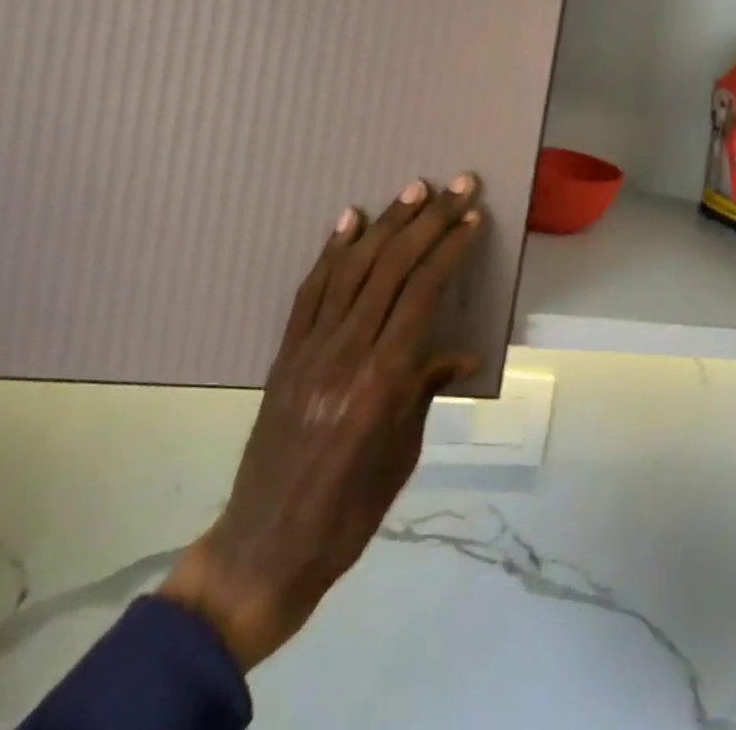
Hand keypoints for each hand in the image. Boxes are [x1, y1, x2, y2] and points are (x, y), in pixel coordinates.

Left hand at [159, 174, 484, 668]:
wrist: (264, 548)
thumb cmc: (348, 513)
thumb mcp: (402, 456)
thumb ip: (426, 391)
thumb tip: (461, 353)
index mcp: (382, 382)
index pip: (422, 294)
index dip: (449, 250)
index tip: (472, 219)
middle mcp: (346, 352)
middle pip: (392, 268)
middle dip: (429, 221)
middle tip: (457, 186)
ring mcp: (310, 348)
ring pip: (354, 268)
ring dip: (387, 223)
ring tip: (414, 189)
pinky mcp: (285, 352)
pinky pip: (311, 289)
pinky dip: (333, 250)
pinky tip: (350, 219)